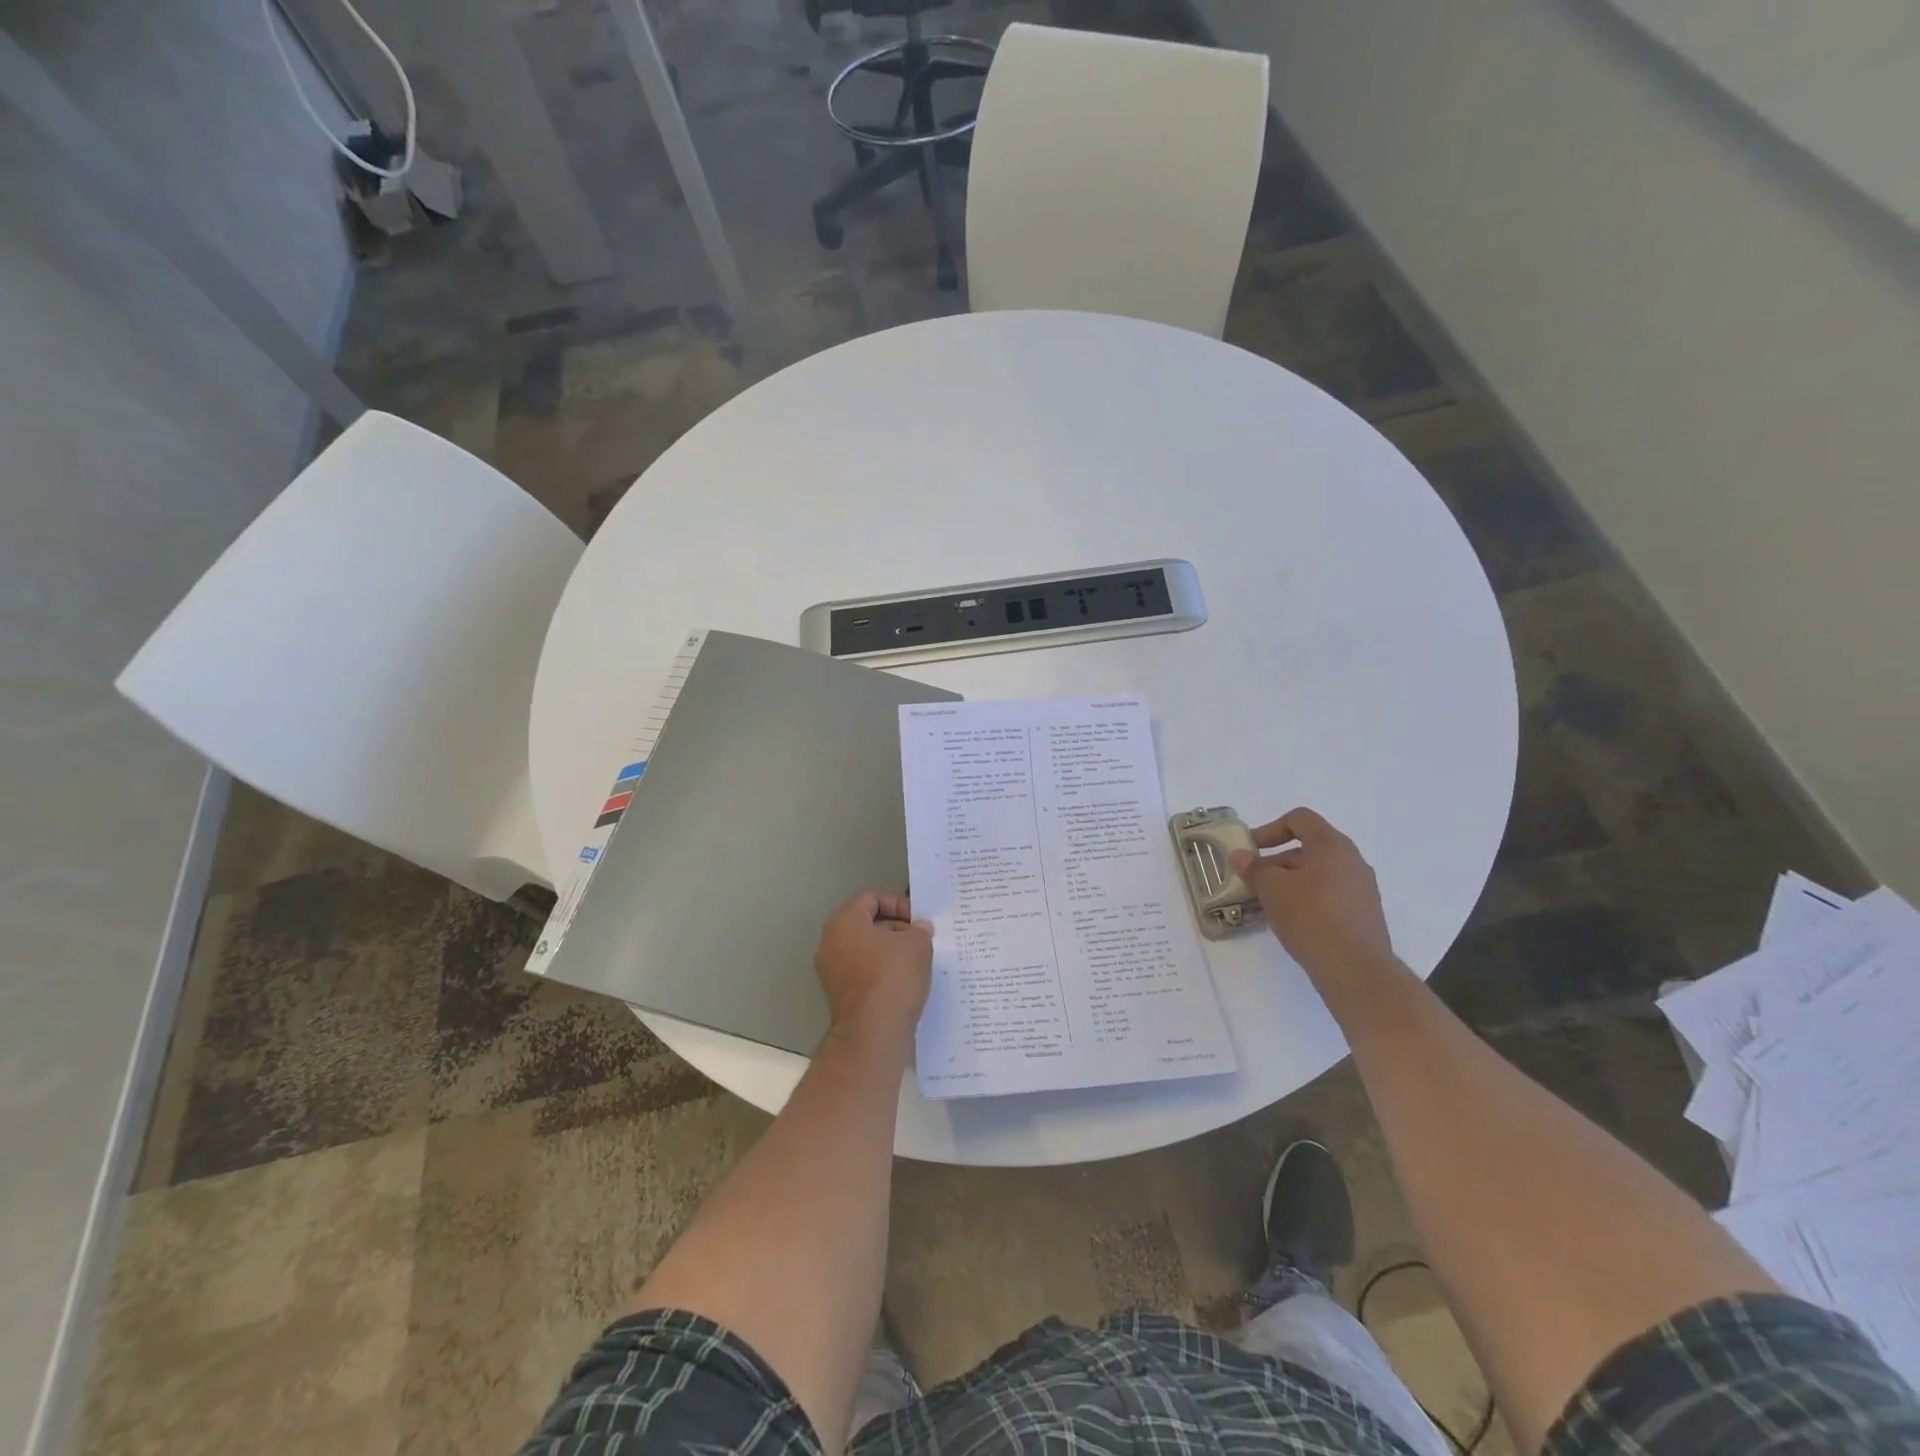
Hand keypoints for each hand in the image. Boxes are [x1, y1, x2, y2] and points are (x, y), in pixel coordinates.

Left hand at [814, 892, 932, 1046]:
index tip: (918, 921)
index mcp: (844, 922)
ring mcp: (832, 973)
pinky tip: (906, 984)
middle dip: (896, 929)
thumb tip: (918, 929)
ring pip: (866, 951)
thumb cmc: (893, 976)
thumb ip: (919, 929)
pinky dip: (884, 974)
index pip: (871, 899)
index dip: (898, 904)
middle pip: (867, 925)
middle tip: (921, 940)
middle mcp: (831, 944)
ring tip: (917, 962)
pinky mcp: (841, 997)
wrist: (873, 1033)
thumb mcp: (917, 943)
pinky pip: (865, 974)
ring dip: (891, 953)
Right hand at [1229, 808, 1393, 978]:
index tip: (1251, 850)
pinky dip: (1306, 901)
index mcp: (1332, 845)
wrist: (1355, 969)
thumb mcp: (1271, 888)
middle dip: (1275, 862)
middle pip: (1307, 849)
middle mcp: (1352, 861)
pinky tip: (1289, 922)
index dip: (1270, 829)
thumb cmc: (1310, 916)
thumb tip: (1241, 856)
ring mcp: (1362, 890)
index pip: (1299, 819)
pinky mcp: (1363, 916)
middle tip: (1252, 882)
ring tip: (1266, 905)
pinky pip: (1329, 897)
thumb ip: (1254, 868)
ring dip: (1289, 884)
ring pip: (1317, 876)